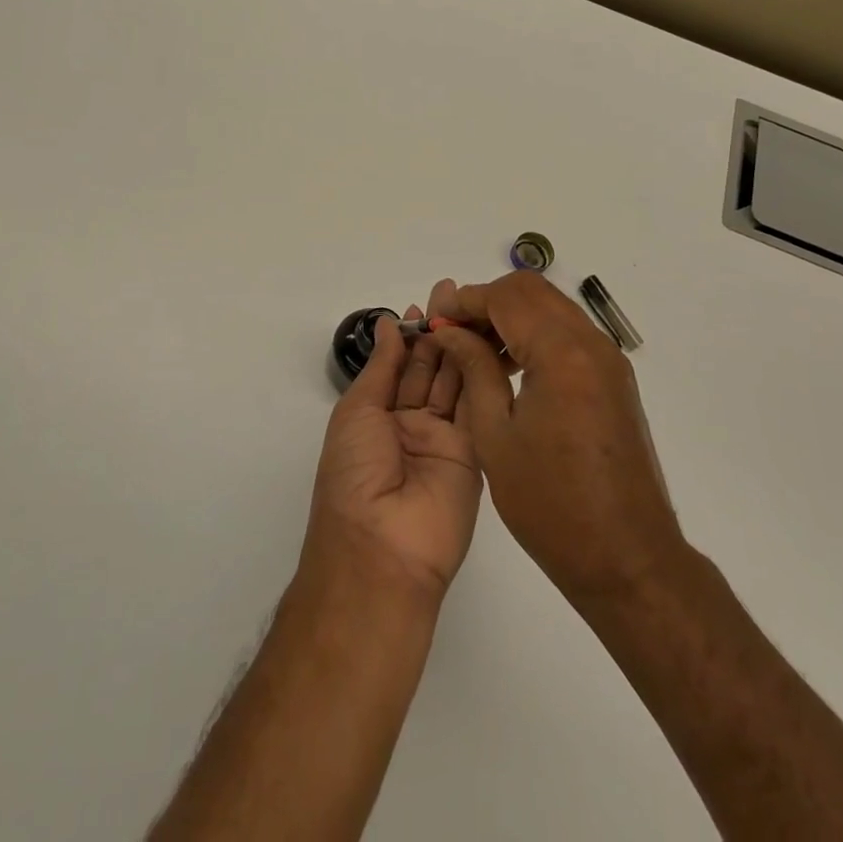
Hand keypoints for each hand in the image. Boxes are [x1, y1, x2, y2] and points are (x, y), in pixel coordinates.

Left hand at [301, 302, 482, 603]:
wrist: (382, 548)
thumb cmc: (354, 474)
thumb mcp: (358, 412)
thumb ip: (382, 367)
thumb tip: (387, 325)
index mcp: (378, 417)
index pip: (400, 366)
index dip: (412, 334)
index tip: (426, 302)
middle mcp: (412, 425)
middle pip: (431, 370)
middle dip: (440, 332)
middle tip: (455, 294)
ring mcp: (446, 440)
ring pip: (457, 383)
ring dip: (463, 346)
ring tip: (473, 307)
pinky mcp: (476, 454)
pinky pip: (478, 408)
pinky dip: (483, 375)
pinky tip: (487, 342)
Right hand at [427, 273, 685, 605]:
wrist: (628, 559)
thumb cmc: (551, 504)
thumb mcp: (495, 435)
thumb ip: (473, 369)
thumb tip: (450, 331)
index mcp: (561, 354)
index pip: (506, 297)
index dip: (465, 301)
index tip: (436, 322)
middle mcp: (591, 344)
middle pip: (532, 291)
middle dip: (488, 301)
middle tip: (455, 332)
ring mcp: (608, 360)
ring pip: (551, 307)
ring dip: (512, 316)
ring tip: (476, 350)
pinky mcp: (614, 378)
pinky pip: (568, 333)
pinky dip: (535, 334)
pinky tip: (511, 368)